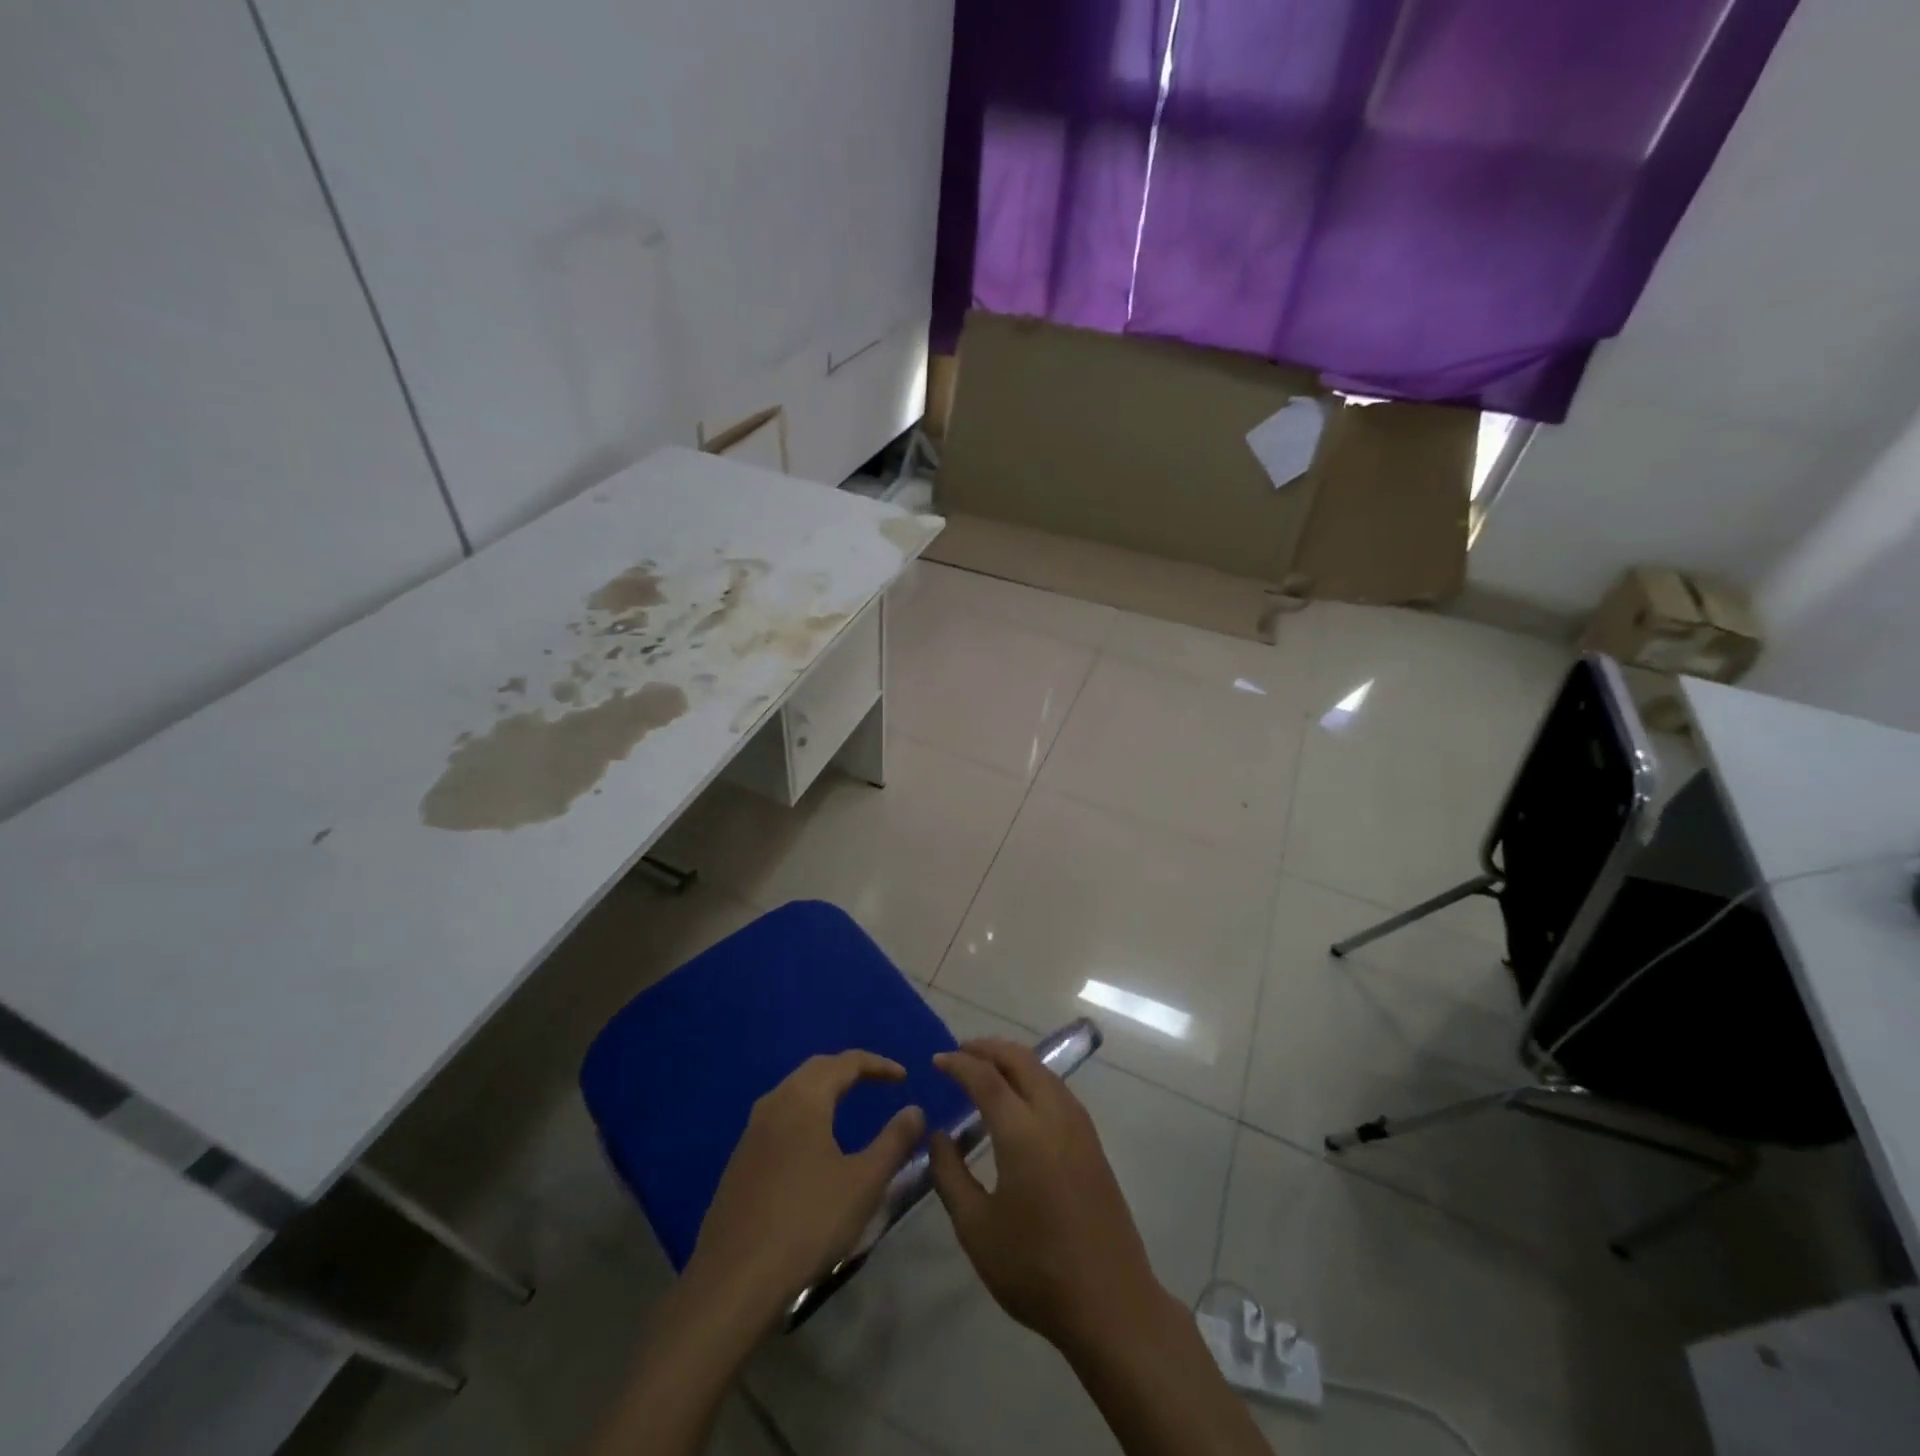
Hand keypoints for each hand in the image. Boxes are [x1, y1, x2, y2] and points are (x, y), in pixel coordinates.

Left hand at [683, 1051, 925, 1333]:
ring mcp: (752, 1131)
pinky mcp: (741, 1159)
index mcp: (804, 1099)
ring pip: (794, 1091)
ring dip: (824, 1089)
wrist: (734, 1282)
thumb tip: (915, 1110)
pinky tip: (814, 1142)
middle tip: (878, 1082)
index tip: (903, 1077)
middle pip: (816, 1069)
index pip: (846, 1062)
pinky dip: (805, 1112)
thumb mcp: (864, 1183)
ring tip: (850, 1104)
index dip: (878, 1065)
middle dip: (849, 1069)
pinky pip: (779, 1116)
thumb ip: (894, 1141)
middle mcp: (774, 1103)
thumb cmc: (808, 1223)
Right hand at [928, 1038, 1172, 1357]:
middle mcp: (1054, 1116)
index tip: (936, 1060)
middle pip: (1021, 1060)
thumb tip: (939, 1136)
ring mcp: (1080, 1127)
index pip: (987, 1078)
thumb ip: (950, 1175)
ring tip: (986, 1068)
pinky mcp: (1093, 1142)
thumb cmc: (1035, 1268)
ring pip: (1043, 1071)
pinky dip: (1032, 1077)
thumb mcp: (976, 1228)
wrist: (1110, 1302)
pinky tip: (1020, 1097)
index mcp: (1023, 1132)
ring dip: (1013, 1060)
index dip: (959, 1064)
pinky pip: (1058, 1090)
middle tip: (959, 1052)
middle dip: (988, 1048)